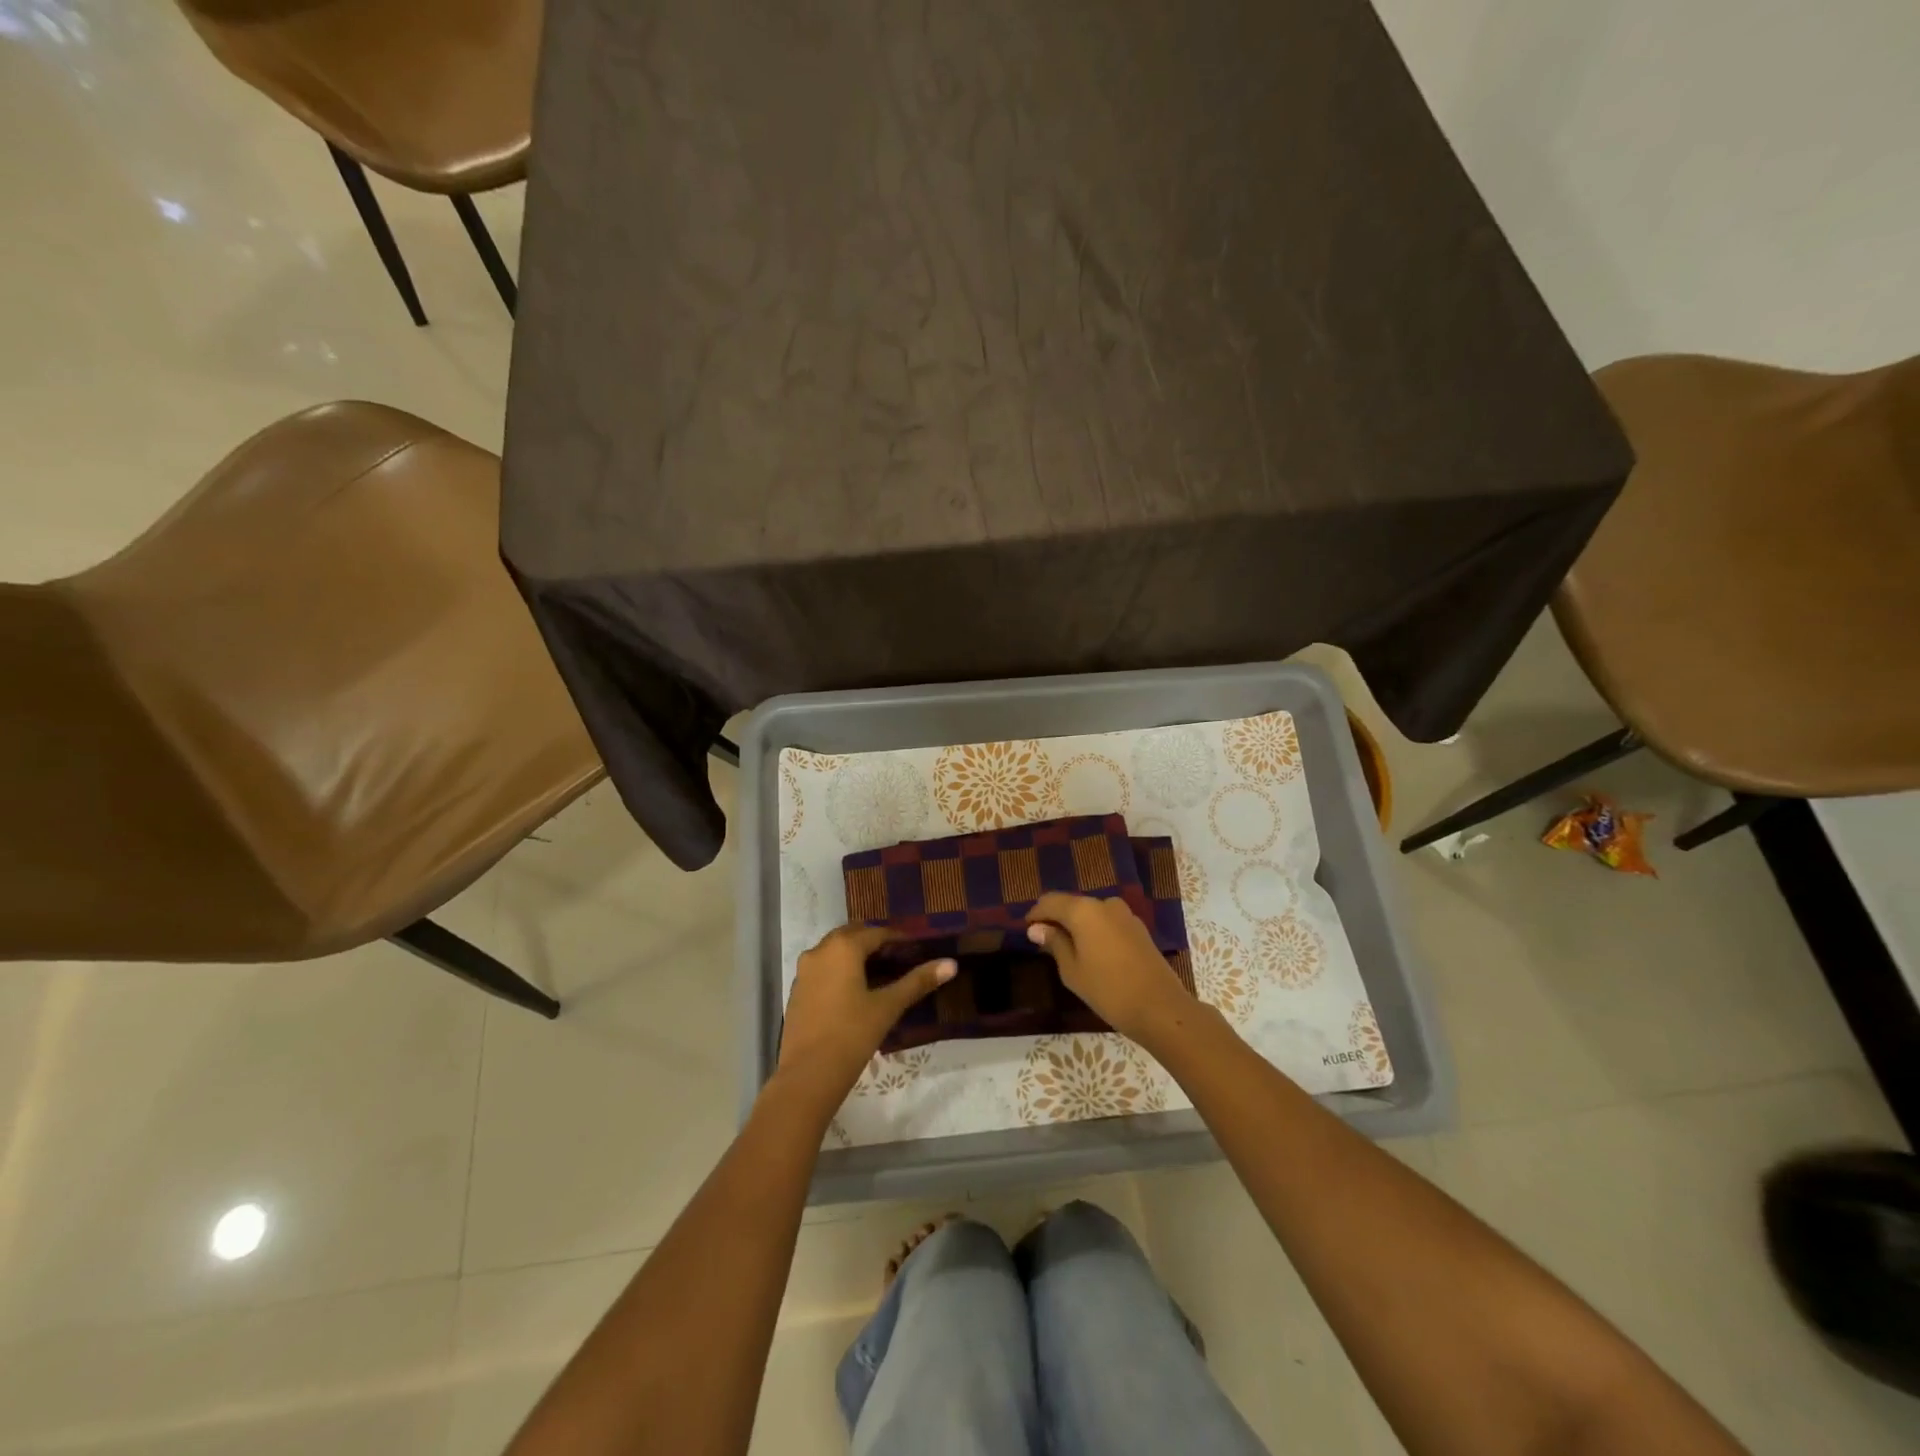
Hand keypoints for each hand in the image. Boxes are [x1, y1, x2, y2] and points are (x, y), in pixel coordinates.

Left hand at [777, 926, 955, 1098]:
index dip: (899, 939)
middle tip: (898, 958)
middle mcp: (820, 951)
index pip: (877, 933)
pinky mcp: (797, 991)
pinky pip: (822, 969)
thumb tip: (951, 964)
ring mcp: (804, 971)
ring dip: (855, 955)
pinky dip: (839, 970)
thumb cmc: (852, 1035)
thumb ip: (918, 981)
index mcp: (843, 947)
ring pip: (834, 951)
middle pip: (852, 935)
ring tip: (879, 973)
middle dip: (874, 942)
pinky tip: (854, 992)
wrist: (808, 1075)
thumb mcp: (888, 1007)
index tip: (916, 949)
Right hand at [1024, 893, 1193, 1045]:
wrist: (1160, 1008)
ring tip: (1067, 950)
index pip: (1050, 901)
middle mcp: (1104, 904)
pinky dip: (1095, 932)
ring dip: (1077, 926)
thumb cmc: (1108, 990)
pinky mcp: (1138, 928)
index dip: (1036, 914)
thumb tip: (1037, 928)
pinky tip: (1092, 953)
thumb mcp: (1072, 970)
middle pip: (1072, 904)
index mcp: (1084, 910)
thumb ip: (1054, 943)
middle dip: (1057, 919)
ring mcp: (1125, 915)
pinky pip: (1107, 923)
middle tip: (1044, 942)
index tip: (1026, 930)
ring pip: (1091, 914)